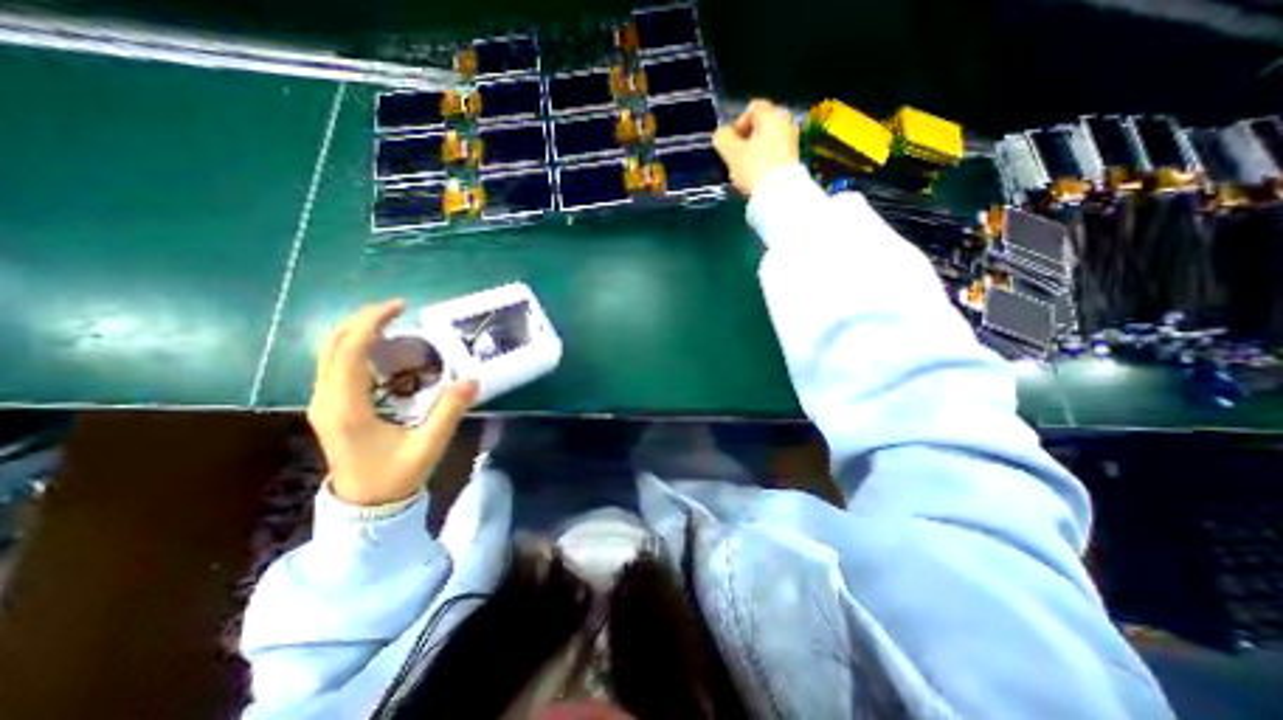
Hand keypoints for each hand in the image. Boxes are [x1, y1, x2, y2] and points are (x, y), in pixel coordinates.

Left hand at [308, 298, 477, 507]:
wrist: (365, 506)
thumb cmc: (396, 476)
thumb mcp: (429, 446)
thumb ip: (449, 411)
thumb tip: (472, 379)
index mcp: (347, 409)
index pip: (348, 353)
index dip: (371, 324)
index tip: (400, 307)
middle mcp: (327, 400)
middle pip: (332, 346)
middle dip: (362, 320)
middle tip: (398, 309)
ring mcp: (324, 403)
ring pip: (329, 353)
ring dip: (358, 331)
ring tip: (393, 323)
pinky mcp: (330, 406)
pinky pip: (335, 365)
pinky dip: (355, 346)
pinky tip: (383, 349)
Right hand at [712, 97, 797, 196]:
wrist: (780, 195)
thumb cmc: (754, 168)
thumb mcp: (732, 153)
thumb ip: (723, 138)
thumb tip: (721, 134)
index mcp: (772, 115)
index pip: (751, 109)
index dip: (737, 124)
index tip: (731, 144)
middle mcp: (786, 123)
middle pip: (761, 126)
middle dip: (746, 140)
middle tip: (736, 157)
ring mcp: (792, 141)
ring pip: (767, 141)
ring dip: (754, 152)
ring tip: (745, 169)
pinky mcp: (793, 159)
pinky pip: (774, 153)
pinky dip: (764, 160)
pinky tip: (757, 176)